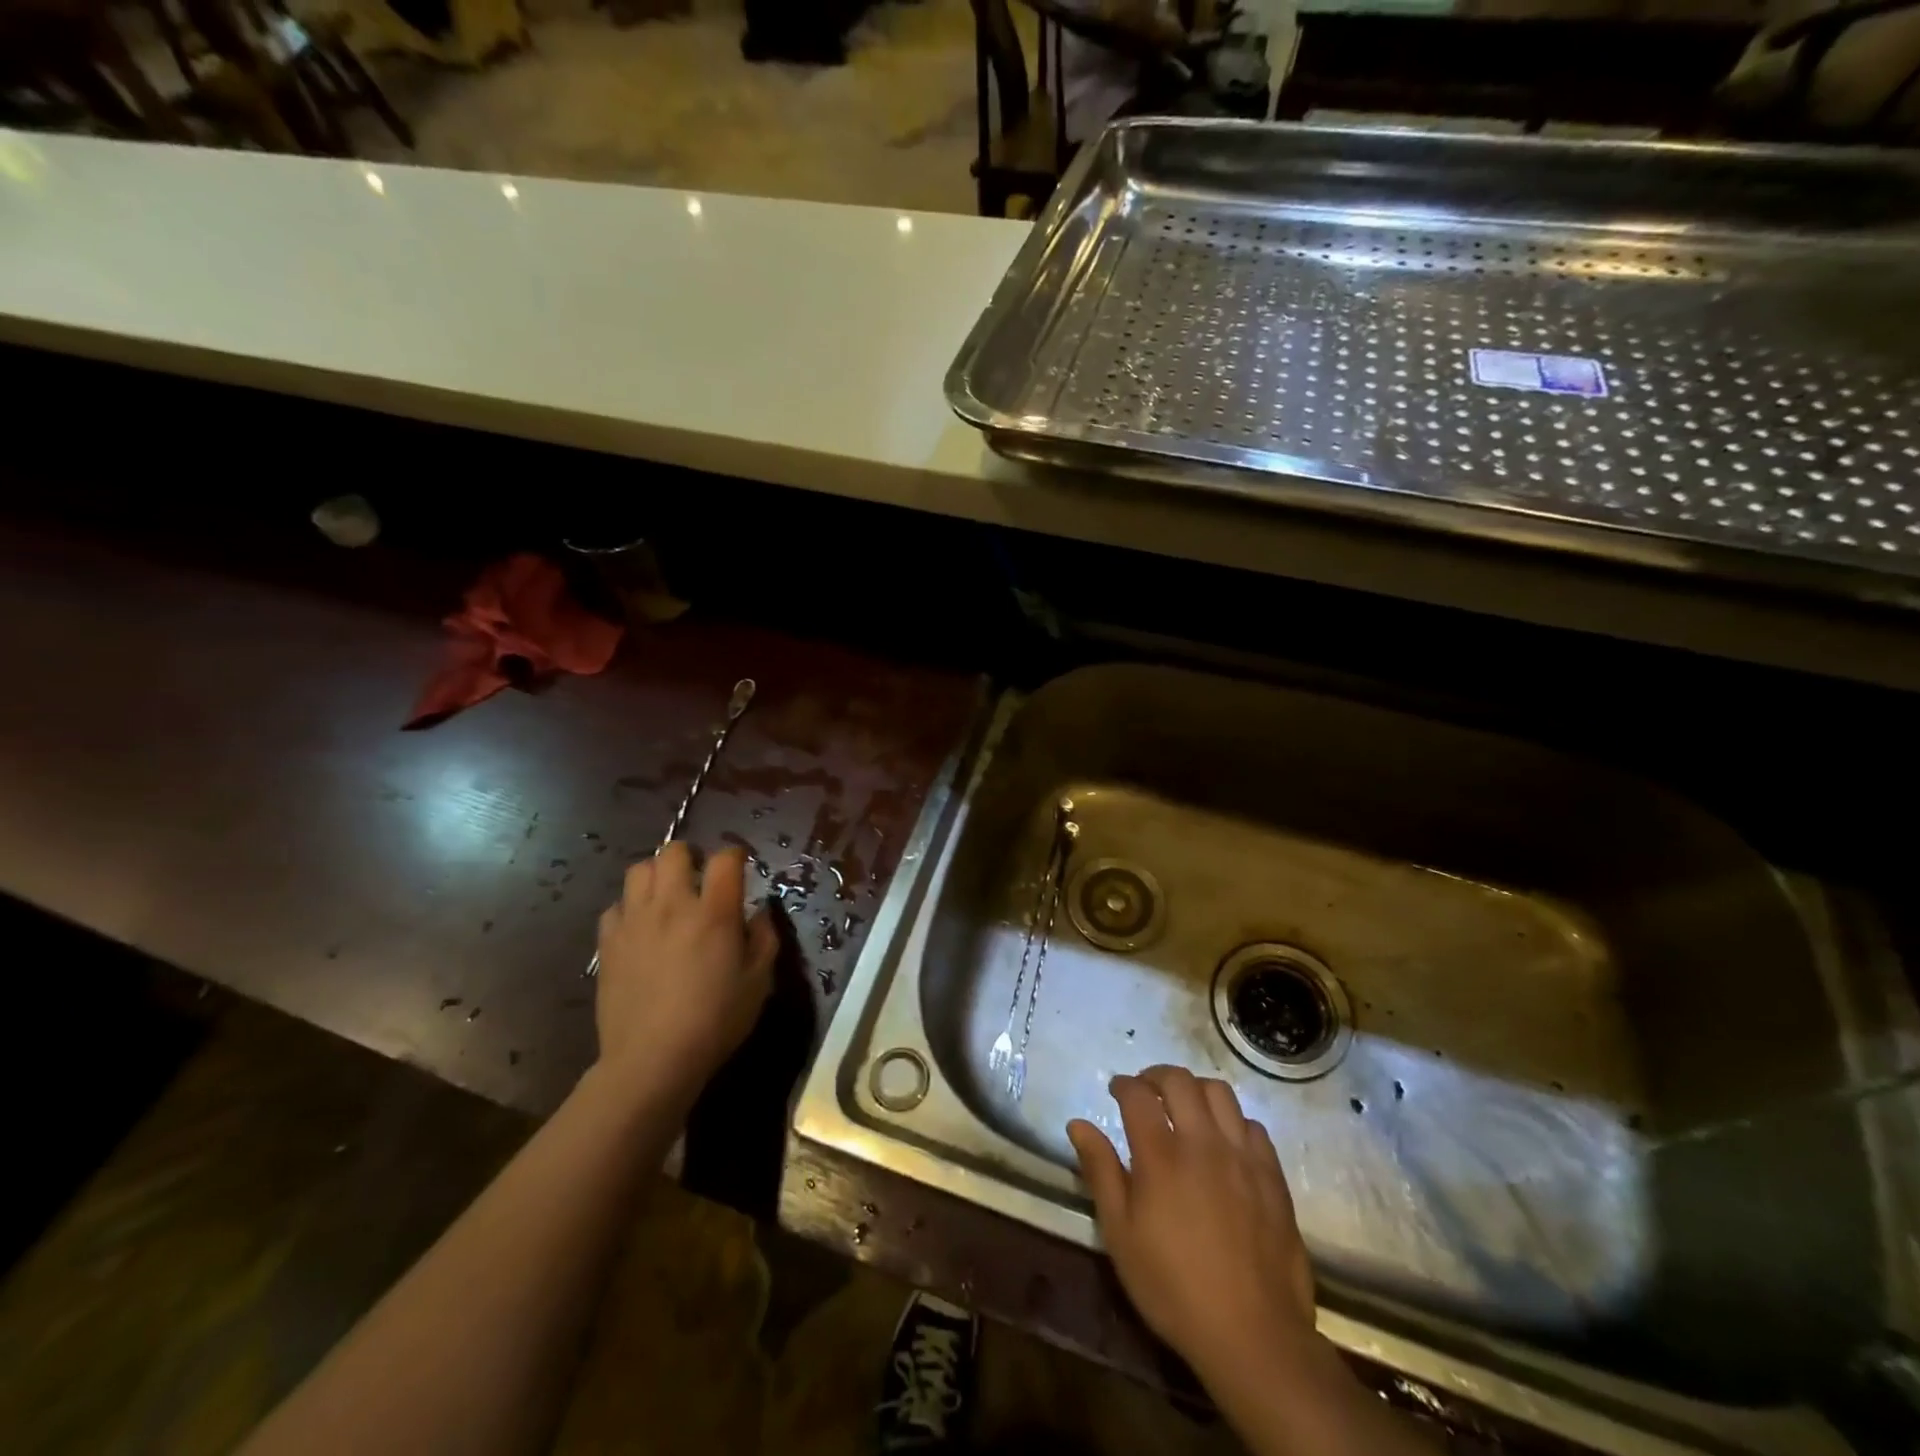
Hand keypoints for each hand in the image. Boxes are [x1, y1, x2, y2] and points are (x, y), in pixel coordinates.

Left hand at [593, 842, 777, 1103]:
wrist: (652, 1059)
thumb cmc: (715, 1020)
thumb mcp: (759, 982)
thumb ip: (764, 939)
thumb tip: (759, 912)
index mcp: (714, 912)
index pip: (725, 859)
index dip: (735, 855)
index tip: (740, 866)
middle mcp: (672, 905)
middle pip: (674, 851)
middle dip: (690, 856)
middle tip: (699, 877)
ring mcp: (635, 921)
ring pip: (638, 869)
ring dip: (656, 875)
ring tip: (667, 895)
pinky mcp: (608, 943)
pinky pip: (615, 906)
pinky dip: (629, 908)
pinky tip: (640, 927)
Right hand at [1067, 1065, 1315, 1384]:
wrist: (1253, 1336)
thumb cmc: (1173, 1287)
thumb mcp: (1121, 1235)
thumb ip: (1100, 1172)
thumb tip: (1077, 1124)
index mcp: (1161, 1155)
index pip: (1138, 1094)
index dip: (1123, 1084)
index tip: (1115, 1089)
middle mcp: (1202, 1142)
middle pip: (1180, 1081)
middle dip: (1156, 1075)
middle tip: (1145, 1089)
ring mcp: (1242, 1156)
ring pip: (1220, 1093)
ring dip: (1196, 1089)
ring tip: (1185, 1106)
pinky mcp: (1272, 1176)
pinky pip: (1252, 1126)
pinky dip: (1232, 1121)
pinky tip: (1223, 1141)